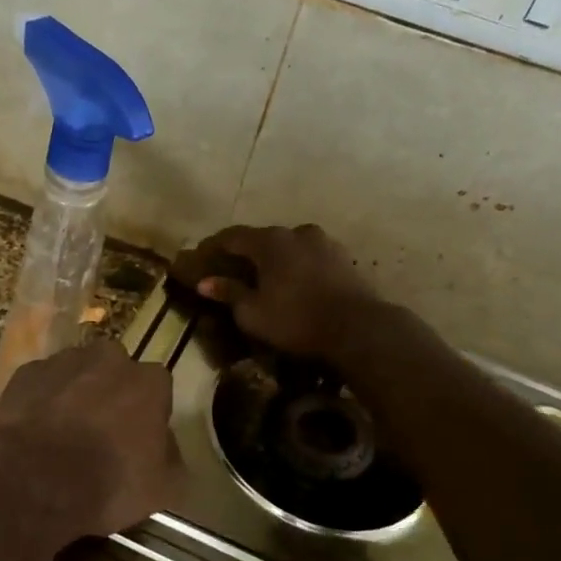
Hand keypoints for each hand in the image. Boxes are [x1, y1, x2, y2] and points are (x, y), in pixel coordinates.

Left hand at [0, 341, 180, 533]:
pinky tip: (37, 429)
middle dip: (112, 393)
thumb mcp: (163, 489)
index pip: (158, 387)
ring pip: (77, 371)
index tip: (140, 436)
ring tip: (65, 431)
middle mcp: (108, 359)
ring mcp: (63, 362)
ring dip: (76, 392)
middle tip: (102, 431)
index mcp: (148, 382)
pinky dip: (42, 399)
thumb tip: (165, 444)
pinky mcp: (26, 373)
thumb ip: (172, 457)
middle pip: (116, 370)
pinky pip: (43, 382)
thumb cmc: (107, 484)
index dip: (149, 411)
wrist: (33, 483)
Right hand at [173, 224, 380, 358]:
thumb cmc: (296, 319)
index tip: (202, 257)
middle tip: (233, 270)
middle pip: (262, 238)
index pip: (232, 236)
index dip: (214, 246)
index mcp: (269, 241)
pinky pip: (309, 257)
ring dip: (274, 259)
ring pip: (289, 246)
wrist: (358, 328)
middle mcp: (295, 232)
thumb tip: (205, 282)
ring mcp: (323, 242)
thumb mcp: (253, 313)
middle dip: (246, 253)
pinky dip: (297, 266)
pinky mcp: (343, 257)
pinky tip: (294, 283)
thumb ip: (229, 292)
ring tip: (267, 278)